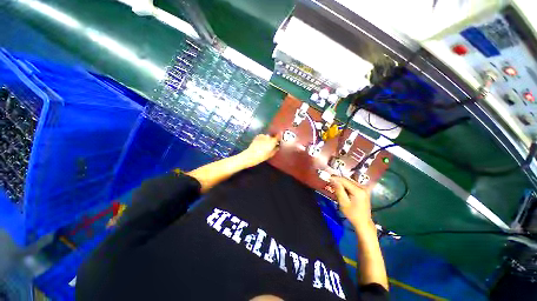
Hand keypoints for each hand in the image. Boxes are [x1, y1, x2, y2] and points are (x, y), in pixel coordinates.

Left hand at [240, 134, 278, 166]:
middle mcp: (268, 137)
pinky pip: (262, 136)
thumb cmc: (261, 156)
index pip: (278, 136)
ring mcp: (262, 136)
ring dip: (267, 139)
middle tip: (271, 145)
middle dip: (272, 139)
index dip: (279, 138)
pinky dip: (262, 139)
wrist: (250, 155)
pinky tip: (260, 143)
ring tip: (265, 144)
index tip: (279, 140)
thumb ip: (275, 150)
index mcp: (272, 141)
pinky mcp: (257, 136)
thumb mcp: (270, 155)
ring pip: (267, 136)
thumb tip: (277, 147)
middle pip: (272, 136)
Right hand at [330, 176, 373, 229]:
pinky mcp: (363, 190)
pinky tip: (341, 189)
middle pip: (347, 180)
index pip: (344, 180)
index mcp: (358, 190)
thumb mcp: (343, 203)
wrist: (363, 222)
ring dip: (341, 183)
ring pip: (349, 181)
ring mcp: (364, 188)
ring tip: (334, 187)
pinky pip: (352, 184)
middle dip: (338, 180)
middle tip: (330, 183)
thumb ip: (338, 190)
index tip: (327, 178)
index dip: (335, 178)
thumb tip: (333, 179)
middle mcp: (362, 187)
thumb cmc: (352, 214)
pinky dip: (345, 185)